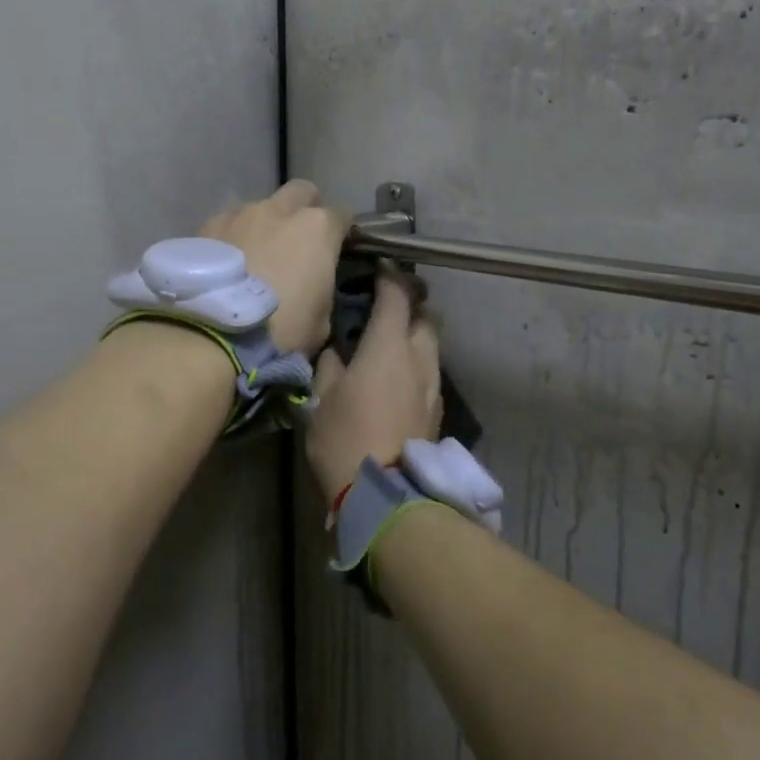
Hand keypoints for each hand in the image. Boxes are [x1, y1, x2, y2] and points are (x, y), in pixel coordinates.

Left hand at [201, 180, 348, 355]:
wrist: (213, 334)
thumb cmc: (280, 330)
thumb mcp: (322, 322)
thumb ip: (323, 290)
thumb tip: (315, 286)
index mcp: (318, 228)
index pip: (343, 216)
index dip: (342, 233)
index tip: (337, 250)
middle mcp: (281, 209)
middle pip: (301, 192)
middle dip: (305, 208)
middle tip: (300, 241)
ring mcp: (241, 213)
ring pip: (262, 207)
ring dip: (266, 224)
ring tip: (257, 255)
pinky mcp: (208, 225)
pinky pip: (230, 223)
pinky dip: (235, 237)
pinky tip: (229, 263)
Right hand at [306, 268, 441, 498]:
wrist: (385, 492)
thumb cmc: (345, 437)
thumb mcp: (322, 397)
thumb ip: (331, 364)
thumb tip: (337, 352)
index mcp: (389, 344)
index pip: (397, 294)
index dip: (389, 276)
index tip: (379, 268)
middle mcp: (419, 356)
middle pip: (425, 316)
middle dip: (410, 304)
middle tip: (387, 306)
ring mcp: (433, 384)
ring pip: (431, 344)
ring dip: (416, 335)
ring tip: (391, 341)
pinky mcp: (437, 409)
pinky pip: (430, 371)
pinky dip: (417, 363)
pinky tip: (398, 376)